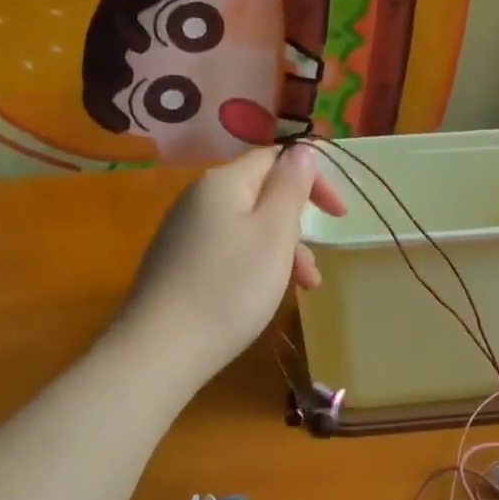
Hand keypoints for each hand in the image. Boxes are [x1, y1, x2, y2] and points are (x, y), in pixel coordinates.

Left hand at [119, 144, 346, 384]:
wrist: (159, 350)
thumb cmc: (230, 287)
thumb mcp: (274, 233)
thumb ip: (291, 185)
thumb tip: (303, 149)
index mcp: (223, 182)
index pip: (276, 159)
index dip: (313, 179)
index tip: (339, 215)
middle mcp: (198, 198)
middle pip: (262, 195)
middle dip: (296, 227)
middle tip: (312, 268)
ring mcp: (183, 232)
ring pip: (247, 227)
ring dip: (280, 252)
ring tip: (299, 290)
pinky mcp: (176, 263)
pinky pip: (228, 250)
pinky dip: (254, 266)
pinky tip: (261, 296)